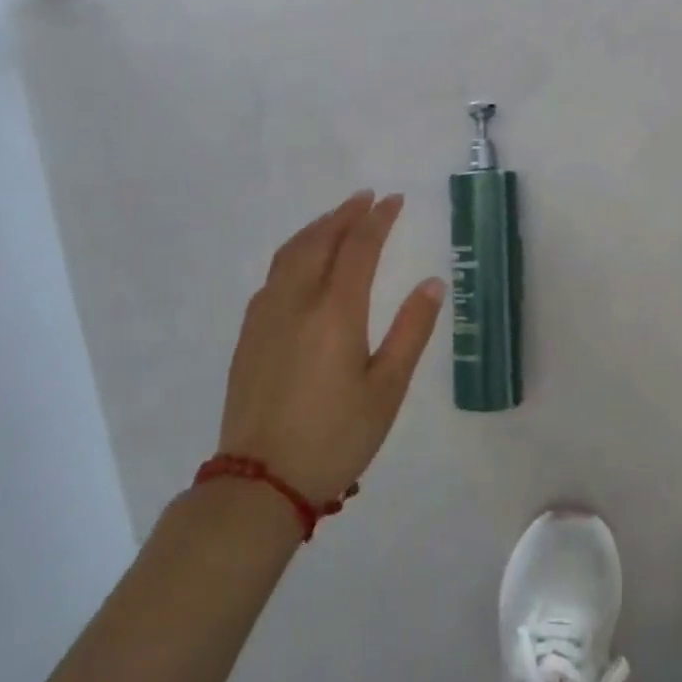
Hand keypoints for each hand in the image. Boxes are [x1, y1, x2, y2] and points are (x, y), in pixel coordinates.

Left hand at [218, 191, 445, 505]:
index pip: (359, 247)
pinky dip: (294, 253)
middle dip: (345, 214)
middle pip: (320, 241)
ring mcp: (266, 317)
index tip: (394, 200)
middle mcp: (297, 302)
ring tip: (336, 219)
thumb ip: (412, 330)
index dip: (379, 219)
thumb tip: (433, 283)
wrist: (260, 482)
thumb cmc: (336, 436)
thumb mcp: (388, 388)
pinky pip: (273, 276)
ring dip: (317, 229)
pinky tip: (302, 264)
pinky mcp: (249, 336)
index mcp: (336, 312)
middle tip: (366, 198)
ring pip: (290, 254)